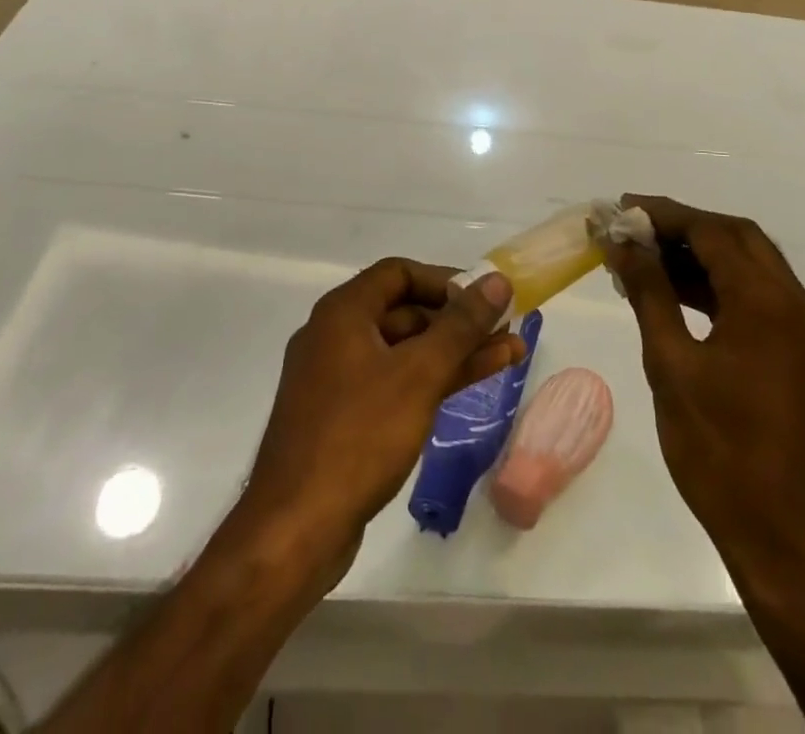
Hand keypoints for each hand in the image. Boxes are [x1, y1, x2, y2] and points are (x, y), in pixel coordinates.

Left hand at [238, 260, 523, 574]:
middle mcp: (335, 337)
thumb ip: (462, 325)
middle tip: (506, 328)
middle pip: (404, 311)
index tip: (483, 297)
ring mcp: (338, 380)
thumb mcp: (419, 374)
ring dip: (455, 351)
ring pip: (405, 351)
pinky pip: (395, 383)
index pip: (399, 274)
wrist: (294, 531)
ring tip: (510, 354)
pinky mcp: (343, 419)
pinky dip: (432, 380)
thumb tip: (498, 280)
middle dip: (458, 320)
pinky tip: (470, 384)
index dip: (445, 280)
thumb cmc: (358, 436)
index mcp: (343, 313)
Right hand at [610, 196, 804, 573]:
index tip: (621, 209)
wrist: (784, 536)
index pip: (712, 232)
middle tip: (633, 226)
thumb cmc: (719, 451)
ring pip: (748, 263)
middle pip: (736, 237)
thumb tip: (623, 244)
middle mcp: (793, 303)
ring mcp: (801, 327)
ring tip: (644, 255)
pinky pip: (754, 295)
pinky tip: (673, 290)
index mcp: (766, 302)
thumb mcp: (671, 365)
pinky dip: (716, 283)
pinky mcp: (798, 350)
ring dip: (699, 252)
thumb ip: (650, 294)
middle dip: (683, 225)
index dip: (664, 214)